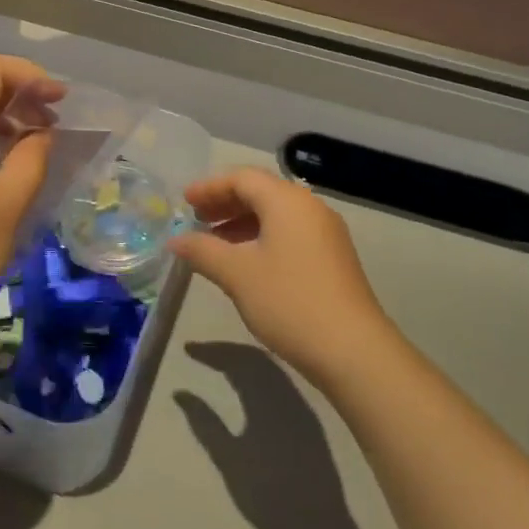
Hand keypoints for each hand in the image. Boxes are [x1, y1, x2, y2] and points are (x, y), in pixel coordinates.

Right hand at [167, 167, 397, 384]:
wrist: (352, 350)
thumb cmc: (289, 301)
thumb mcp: (237, 274)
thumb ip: (202, 251)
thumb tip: (176, 240)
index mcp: (287, 201)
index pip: (242, 178)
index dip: (209, 187)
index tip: (184, 202)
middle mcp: (309, 208)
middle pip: (260, 192)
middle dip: (225, 203)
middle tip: (195, 219)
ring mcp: (325, 233)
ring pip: (275, 214)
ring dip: (241, 222)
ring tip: (213, 243)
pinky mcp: (331, 258)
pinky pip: (288, 233)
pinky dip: (260, 238)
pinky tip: (244, 263)